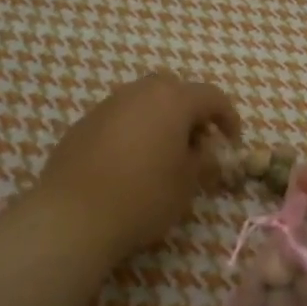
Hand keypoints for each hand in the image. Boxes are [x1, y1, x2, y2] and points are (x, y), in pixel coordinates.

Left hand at [33, 72, 240, 260]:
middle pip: (173, 90)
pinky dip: (132, 131)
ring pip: (143, 102)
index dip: (228, 117)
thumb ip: (203, 161)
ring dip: (159, 120)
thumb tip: (207, 152)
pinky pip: (119, 118)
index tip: (232, 142)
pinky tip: (130, 163)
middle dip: (189, 111)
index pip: (211, 97)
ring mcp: (108, 105)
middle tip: (195, 143)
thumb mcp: (187, 183)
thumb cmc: (144, 196)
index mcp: (172, 100)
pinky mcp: (84, 124)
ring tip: (162, 155)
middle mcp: (139, 92)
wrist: (74, 215)